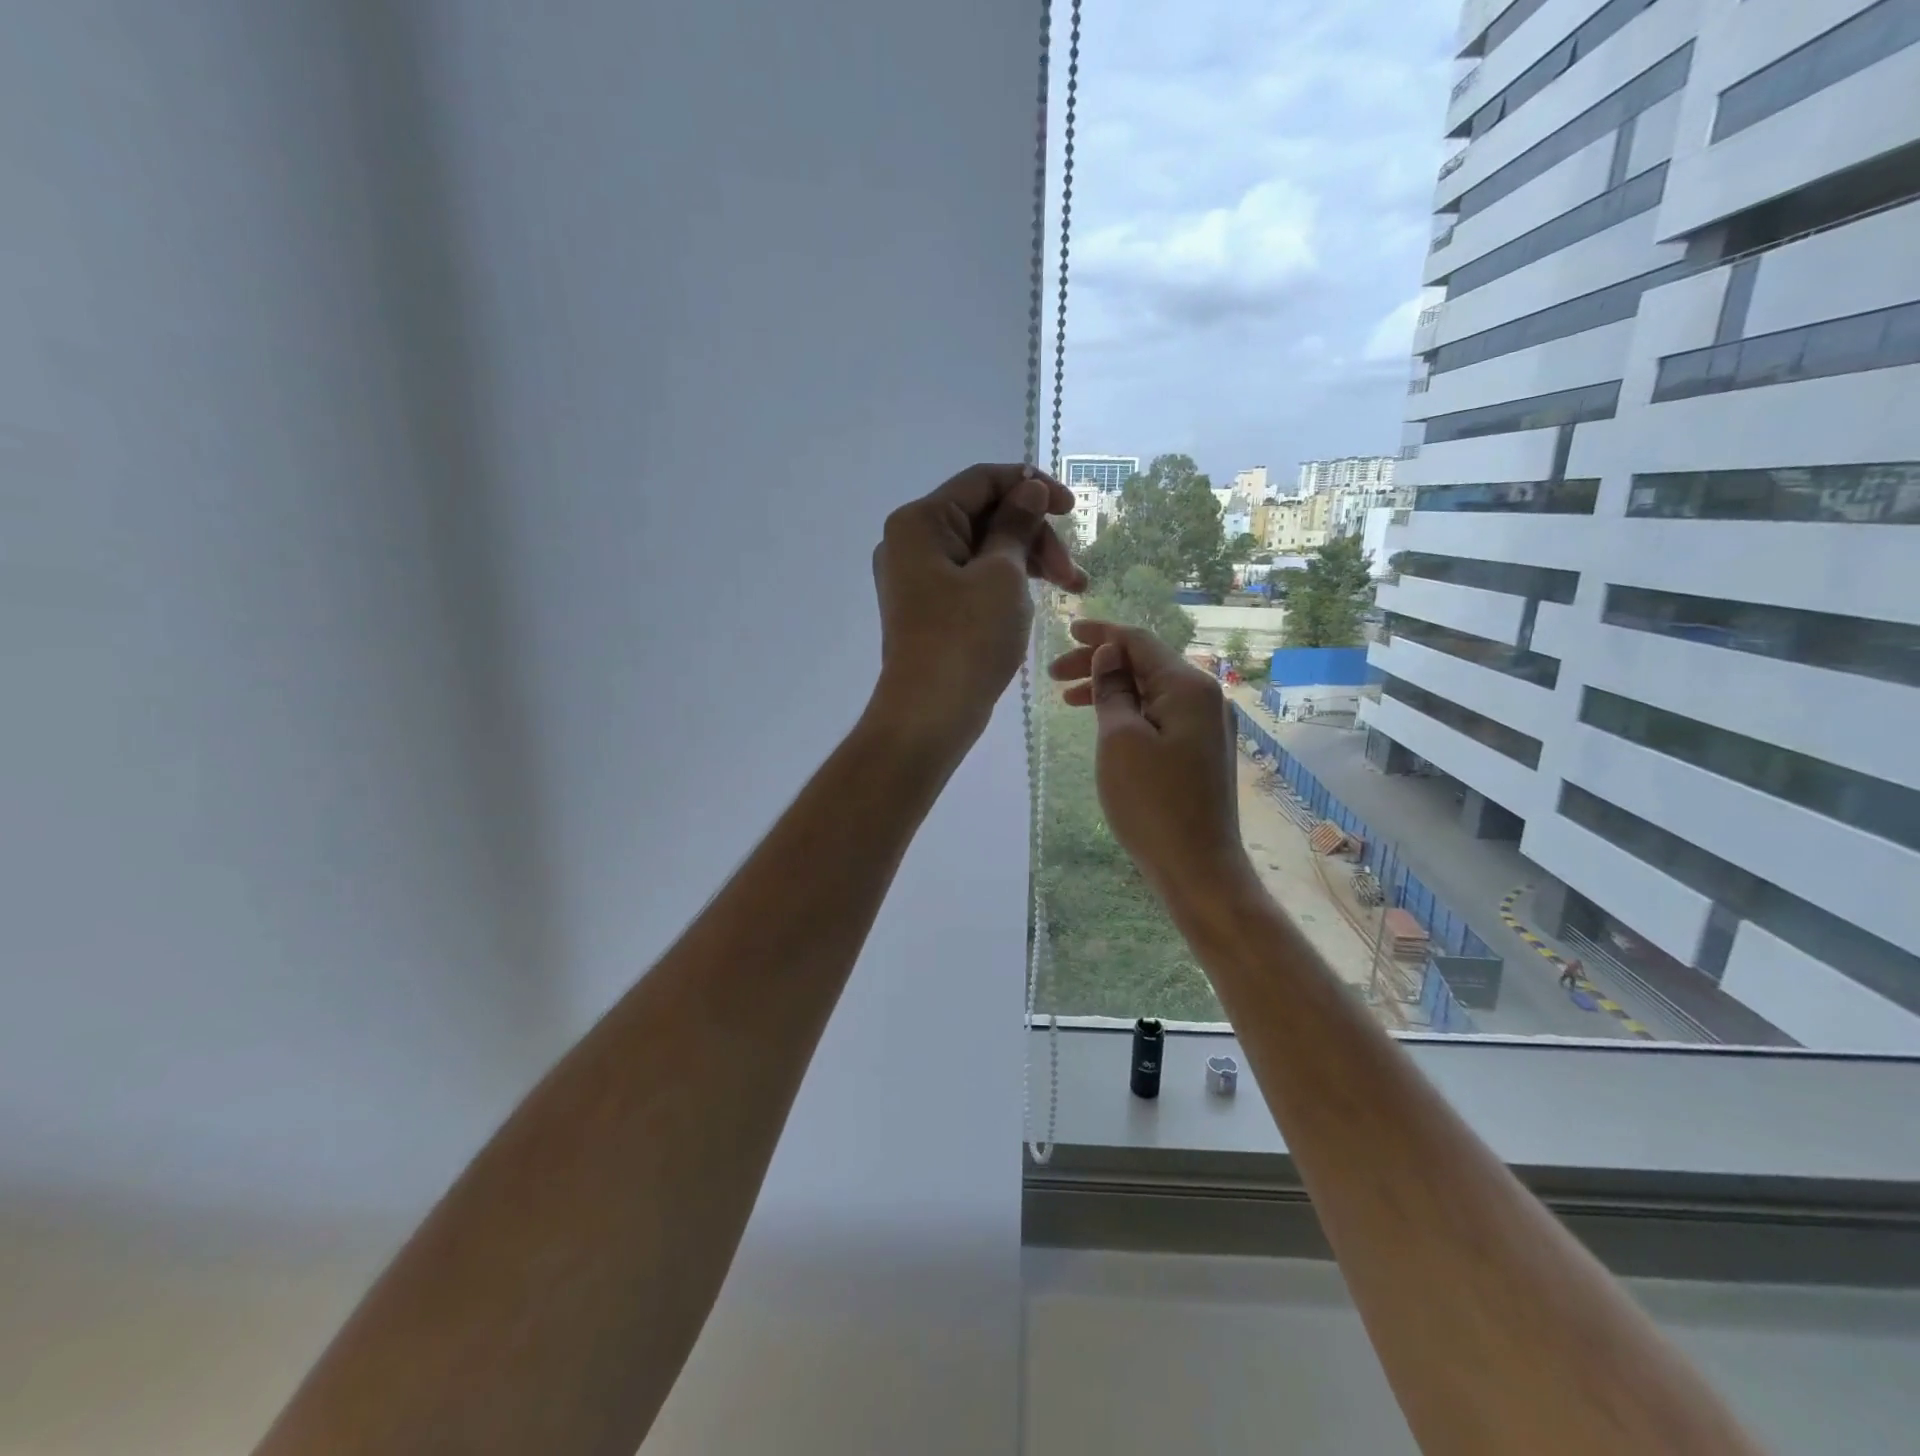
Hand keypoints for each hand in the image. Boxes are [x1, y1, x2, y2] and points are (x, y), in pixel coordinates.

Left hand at [867, 463, 1086, 758]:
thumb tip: (1028, 490)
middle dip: (1035, 537)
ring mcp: (916, 577)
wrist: (929, 713)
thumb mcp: (1002, 574)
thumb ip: (1017, 525)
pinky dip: (1005, 583)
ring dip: (1028, 562)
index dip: (1032, 487)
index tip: (1072, 509)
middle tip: (1073, 576)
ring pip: (983, 550)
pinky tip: (1035, 599)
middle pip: (985, 516)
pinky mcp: (928, 607)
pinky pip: (972, 578)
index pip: (982, 480)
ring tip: (1071, 590)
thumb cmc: (967, 639)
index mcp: (920, 521)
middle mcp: (911, 542)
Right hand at [1050, 620, 1255, 907]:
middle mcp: (1205, 697)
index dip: (1101, 634)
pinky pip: (1161, 714)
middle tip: (1053, 676)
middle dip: (1100, 663)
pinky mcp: (1201, 750)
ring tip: (1068, 699)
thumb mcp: (1120, 740)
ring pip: (1152, 690)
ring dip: (1111, 688)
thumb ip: (1113, 690)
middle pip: (1146, 663)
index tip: (1066, 632)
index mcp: (1189, 686)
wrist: (1198, 867)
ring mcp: (1207, 725)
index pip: (1139, 641)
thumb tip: (1110, 654)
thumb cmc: (1152, 803)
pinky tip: (1106, 721)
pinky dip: (1129, 710)